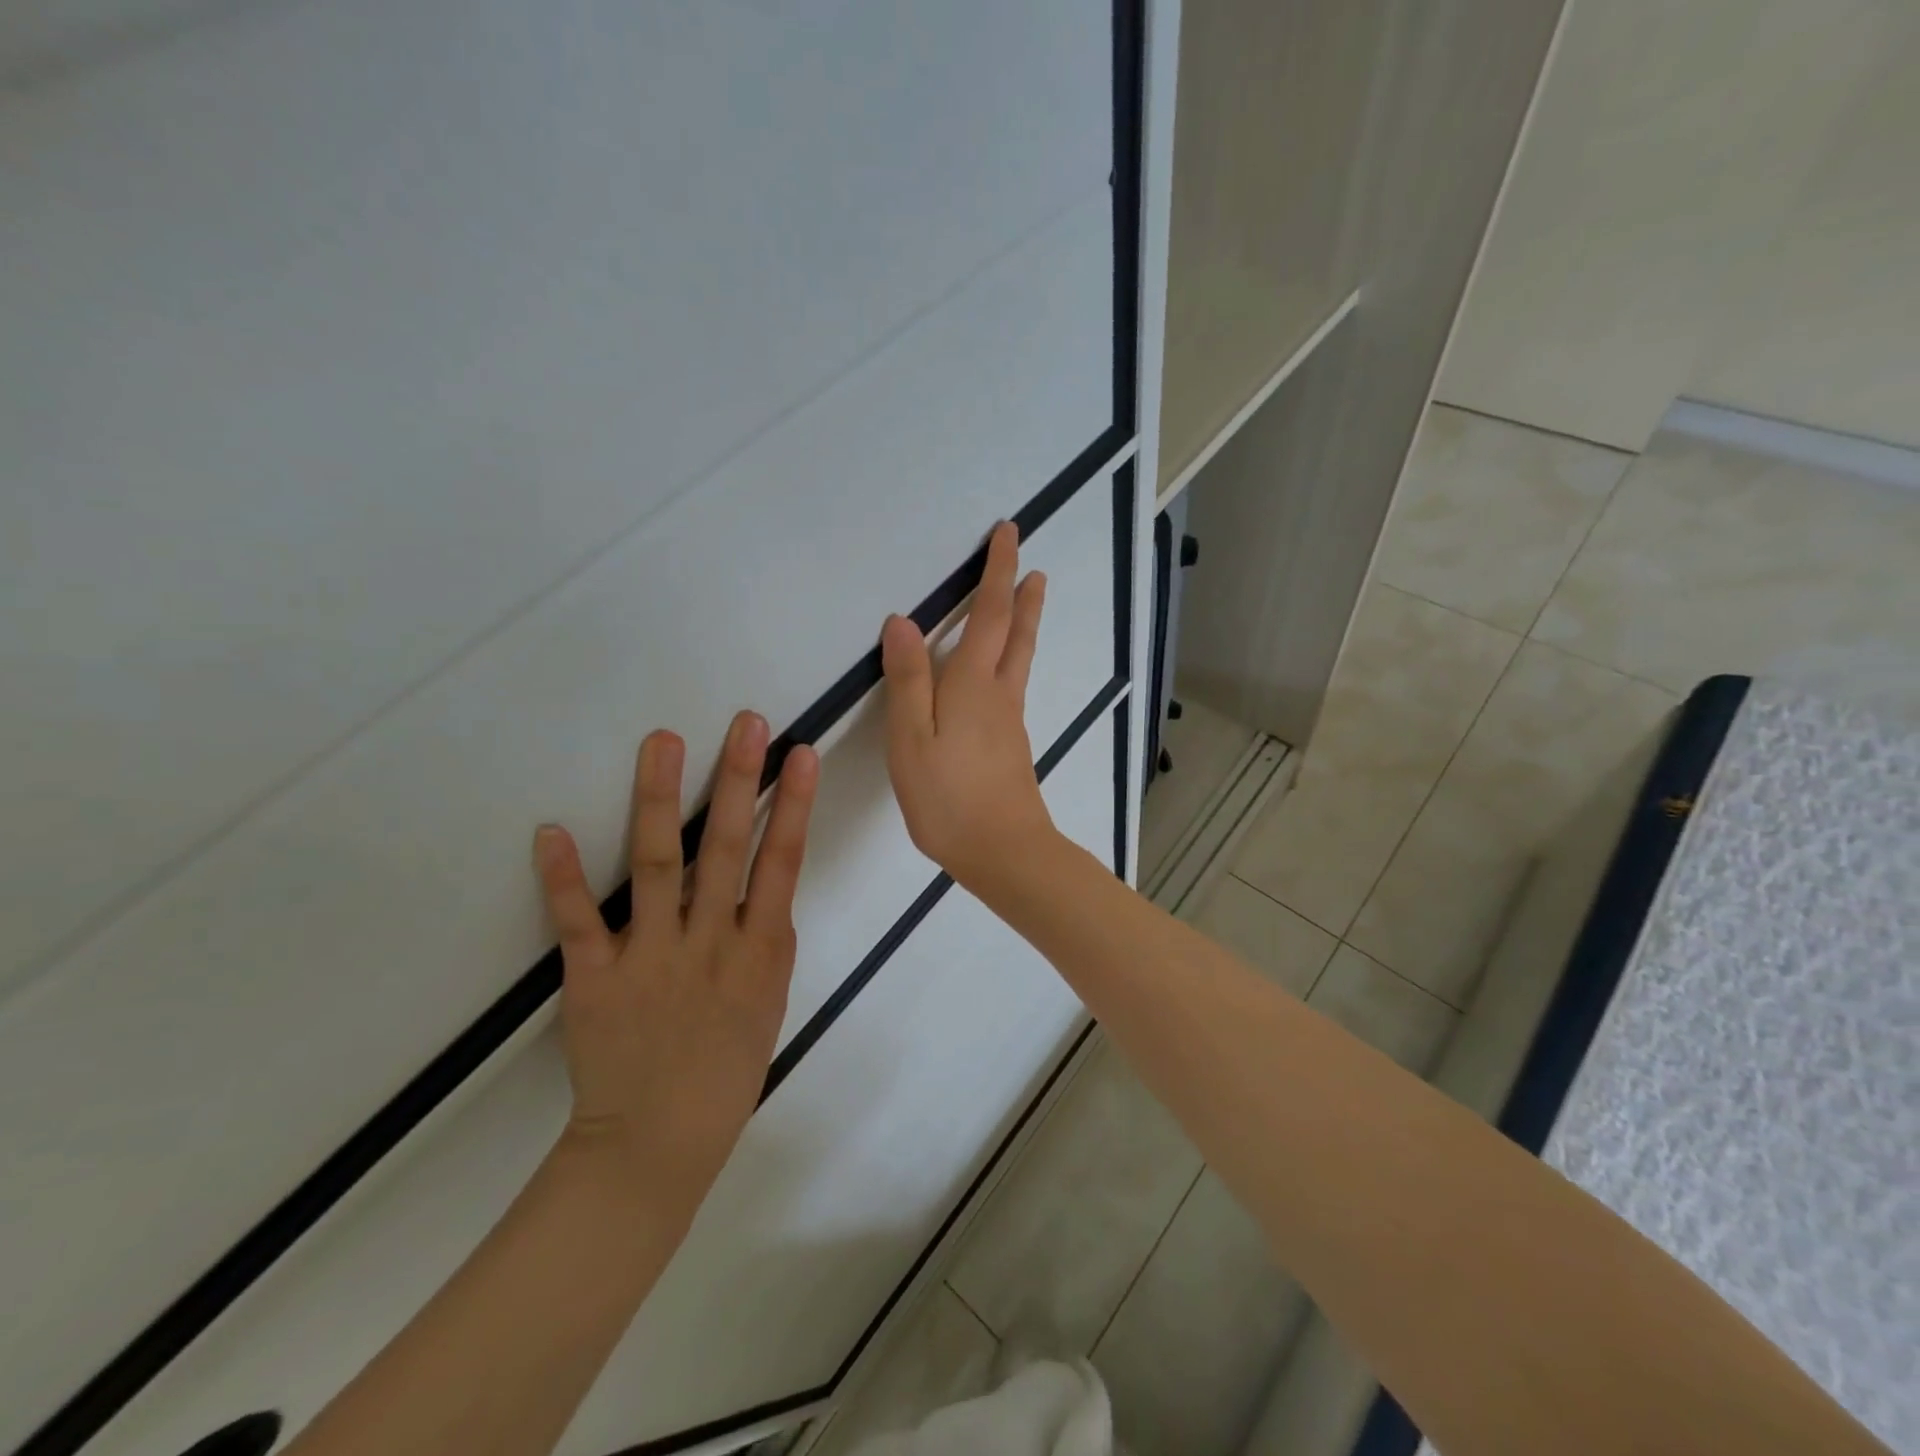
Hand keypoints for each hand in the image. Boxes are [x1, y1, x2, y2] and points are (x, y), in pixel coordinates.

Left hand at [532, 711, 818, 1224]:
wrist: (657, 1142)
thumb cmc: (727, 1070)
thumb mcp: (769, 1001)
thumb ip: (765, 940)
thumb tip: (763, 890)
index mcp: (759, 951)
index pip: (782, 862)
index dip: (793, 804)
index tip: (798, 753)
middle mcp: (710, 942)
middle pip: (727, 848)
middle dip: (738, 780)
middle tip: (745, 722)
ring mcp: (650, 956)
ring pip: (658, 866)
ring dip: (660, 800)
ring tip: (663, 742)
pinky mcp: (594, 978)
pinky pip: (577, 923)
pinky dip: (563, 877)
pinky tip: (550, 830)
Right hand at [881, 521, 1056, 890]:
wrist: (1004, 853)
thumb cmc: (949, 797)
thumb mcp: (912, 739)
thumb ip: (908, 681)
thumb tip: (903, 622)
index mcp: (974, 685)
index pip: (989, 615)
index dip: (997, 572)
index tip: (1009, 534)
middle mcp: (1000, 695)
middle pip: (1016, 635)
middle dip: (1022, 596)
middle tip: (1033, 567)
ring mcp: (1010, 723)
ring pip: (1019, 661)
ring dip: (1023, 626)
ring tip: (1027, 603)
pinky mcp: (1011, 747)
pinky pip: (1012, 688)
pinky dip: (1012, 661)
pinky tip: (999, 676)